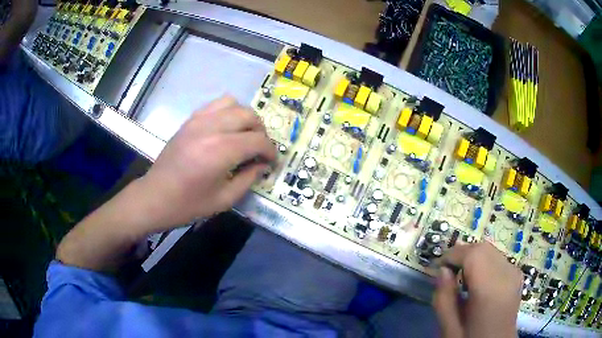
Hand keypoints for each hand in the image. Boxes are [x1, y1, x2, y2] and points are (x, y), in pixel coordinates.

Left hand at [133, 96, 275, 232]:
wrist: (155, 197)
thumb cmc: (189, 204)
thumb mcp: (225, 199)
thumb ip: (249, 178)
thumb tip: (263, 164)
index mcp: (221, 150)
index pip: (258, 140)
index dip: (270, 151)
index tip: (271, 162)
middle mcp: (211, 128)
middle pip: (249, 115)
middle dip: (261, 131)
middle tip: (260, 149)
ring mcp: (198, 120)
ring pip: (233, 103)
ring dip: (244, 117)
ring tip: (244, 135)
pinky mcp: (190, 120)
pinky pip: (215, 105)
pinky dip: (227, 112)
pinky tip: (226, 129)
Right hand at [433, 242, 521, 337]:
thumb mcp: (449, 329)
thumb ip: (444, 300)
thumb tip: (442, 271)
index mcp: (490, 290)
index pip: (473, 254)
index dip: (452, 255)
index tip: (437, 268)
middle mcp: (507, 275)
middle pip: (483, 248)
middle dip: (462, 254)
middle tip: (447, 272)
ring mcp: (514, 273)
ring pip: (491, 250)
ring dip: (473, 257)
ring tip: (461, 277)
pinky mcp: (517, 275)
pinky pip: (498, 258)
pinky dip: (484, 261)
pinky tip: (477, 280)